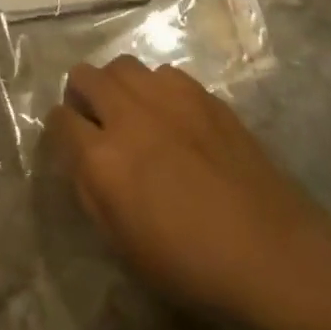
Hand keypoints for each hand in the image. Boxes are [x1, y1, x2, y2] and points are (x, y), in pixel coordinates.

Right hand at [47, 56, 330, 329]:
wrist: (271, 250)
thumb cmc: (192, 264)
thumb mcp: (124, 244)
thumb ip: (92, 191)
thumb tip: (80, 157)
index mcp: (104, 159)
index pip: (59, 120)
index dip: (60, 130)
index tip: (70, 142)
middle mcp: (129, 114)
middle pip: (85, 75)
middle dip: (82, 95)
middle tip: (97, 121)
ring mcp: (168, 96)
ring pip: (123, 65)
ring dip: (118, 86)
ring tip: (134, 113)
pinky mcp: (202, 92)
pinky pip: (162, 73)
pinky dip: (156, 89)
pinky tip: (172, 118)